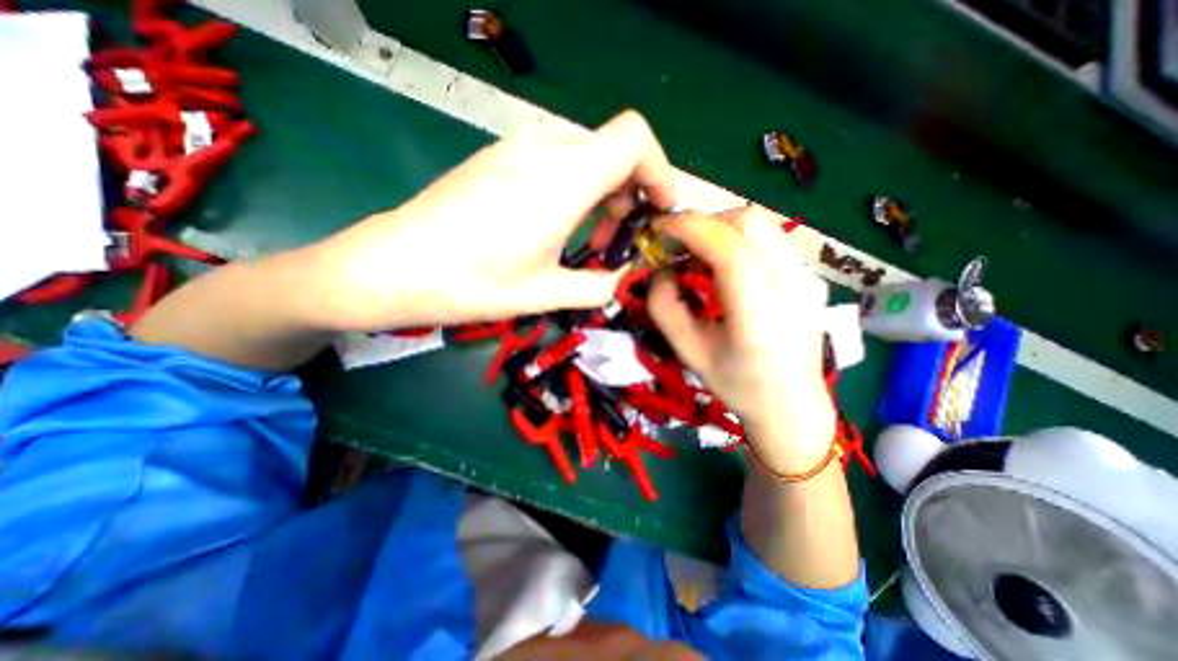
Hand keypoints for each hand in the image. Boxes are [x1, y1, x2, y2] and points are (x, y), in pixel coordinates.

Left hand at [299, 112, 675, 335]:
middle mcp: (544, 149)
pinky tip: (554, 224)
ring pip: (586, 155)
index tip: (658, 211)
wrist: (394, 266)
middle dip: (630, 193)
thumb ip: (597, 286)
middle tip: (614, 240)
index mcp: (563, 179)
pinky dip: (574, 187)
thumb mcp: (545, 293)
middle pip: (614, 149)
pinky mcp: (499, 156)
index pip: (635, 139)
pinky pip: (557, 159)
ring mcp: (517, 147)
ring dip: (601, 193)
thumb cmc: (472, 283)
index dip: (659, 170)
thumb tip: (620, 278)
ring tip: (584, 237)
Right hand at [643, 203, 835, 470]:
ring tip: (703, 260)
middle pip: (749, 221)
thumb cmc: (738, 385)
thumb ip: (665, 308)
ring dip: (723, 230)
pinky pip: (771, 239)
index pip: (728, 248)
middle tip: (682, 247)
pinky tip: (729, 270)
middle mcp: (791, 286)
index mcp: (758, 314)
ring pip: (762, 224)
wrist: (792, 405)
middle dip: (706, 224)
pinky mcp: (811, 276)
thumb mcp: (689, 352)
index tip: (660, 226)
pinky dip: (741, 240)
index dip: (690, 227)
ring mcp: (807, 277)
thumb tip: (661, 271)